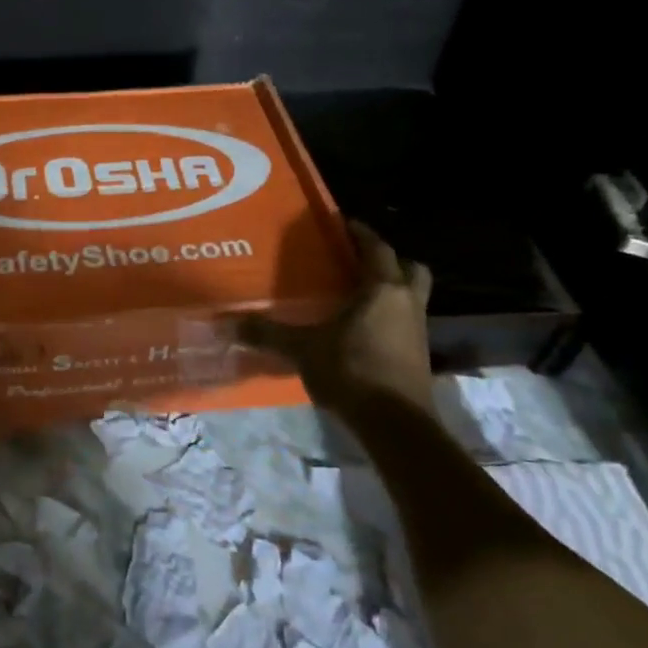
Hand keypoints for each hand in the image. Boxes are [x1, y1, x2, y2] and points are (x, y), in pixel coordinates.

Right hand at [237, 221, 434, 414]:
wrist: (395, 425)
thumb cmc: (351, 371)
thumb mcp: (303, 349)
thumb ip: (268, 334)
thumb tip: (228, 322)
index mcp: (382, 288)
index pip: (376, 247)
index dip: (360, 232)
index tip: (341, 223)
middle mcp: (407, 302)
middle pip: (409, 268)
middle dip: (388, 260)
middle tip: (358, 261)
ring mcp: (417, 331)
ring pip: (412, 296)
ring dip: (392, 290)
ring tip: (358, 294)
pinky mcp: (419, 356)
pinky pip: (406, 322)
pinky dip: (390, 318)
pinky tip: (363, 329)